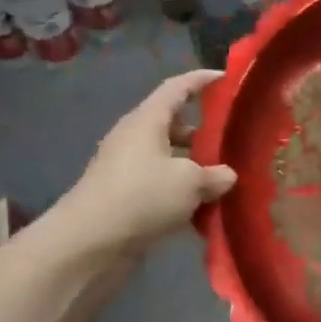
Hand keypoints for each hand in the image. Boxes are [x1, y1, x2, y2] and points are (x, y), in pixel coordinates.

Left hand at [51, 70, 236, 259]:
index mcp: (147, 121)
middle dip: (204, 130)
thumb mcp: (190, 182)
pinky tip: (203, 208)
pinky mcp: (124, 197)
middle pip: (174, 124)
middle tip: (234, 139)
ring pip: (169, 157)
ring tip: (224, 178)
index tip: (227, 78)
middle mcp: (134, 138)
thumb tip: (227, 175)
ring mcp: (126, 168)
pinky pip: (160, 184)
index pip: (177, 88)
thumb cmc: (141, 197)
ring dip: (194, 165)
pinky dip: (181, 190)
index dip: (202, 80)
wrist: (87, 243)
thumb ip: (215, 175)